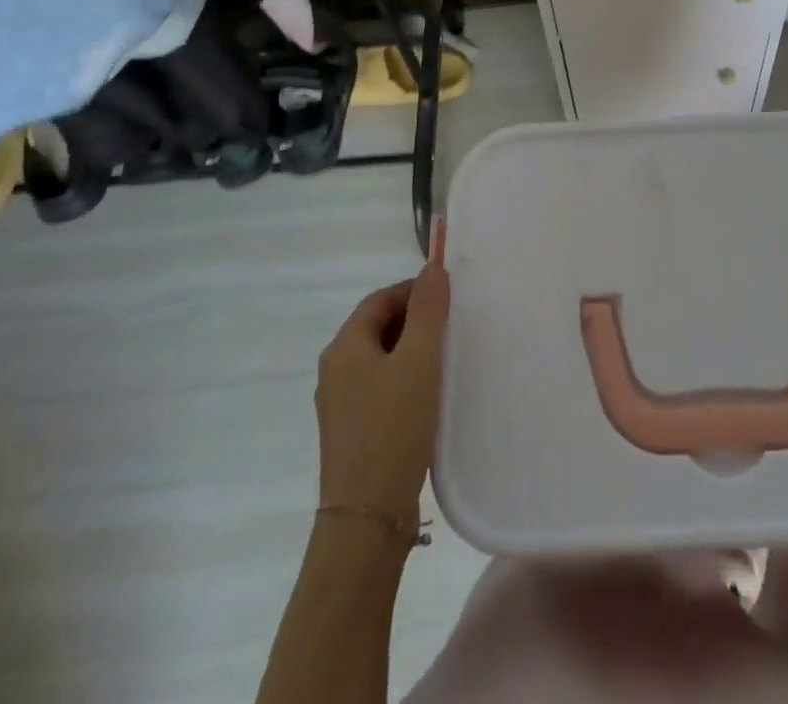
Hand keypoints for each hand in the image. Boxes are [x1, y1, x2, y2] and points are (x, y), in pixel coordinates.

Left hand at [315, 262, 449, 521]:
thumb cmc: (394, 428)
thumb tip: (432, 268)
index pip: (380, 299)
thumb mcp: (419, 360)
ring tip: (446, 358)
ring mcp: (340, 403)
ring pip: (380, 357)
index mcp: (344, 347)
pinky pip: (379, 386)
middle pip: (377, 326)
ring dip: (411, 349)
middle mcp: (335, 370)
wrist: (367, 518)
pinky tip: (429, 394)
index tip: (449, 298)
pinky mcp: (351, 430)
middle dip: (415, 319)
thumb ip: (428, 310)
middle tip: (452, 326)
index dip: (414, 290)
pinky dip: (404, 377)